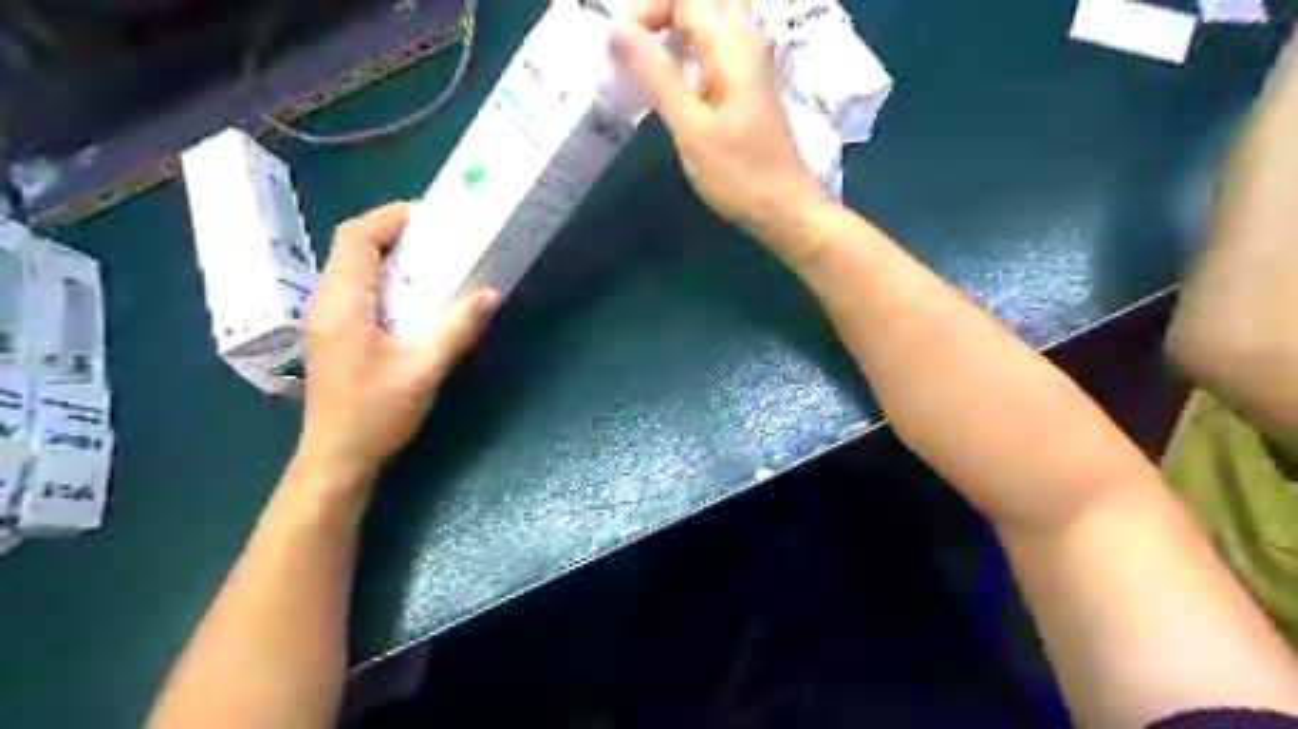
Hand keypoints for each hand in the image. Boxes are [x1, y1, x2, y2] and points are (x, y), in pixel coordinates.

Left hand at [294, 202, 497, 489]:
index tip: (432, 219)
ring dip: (391, 256)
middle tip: (441, 239)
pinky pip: (358, 289)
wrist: (337, 458)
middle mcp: (326, 303)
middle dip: (395, 233)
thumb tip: (490, 292)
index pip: (356, 238)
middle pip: (352, 247)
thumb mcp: (423, 370)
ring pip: (353, 267)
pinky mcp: (335, 333)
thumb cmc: (376, 415)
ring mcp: (327, 318)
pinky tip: (415, 297)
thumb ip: (456, 328)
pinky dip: (386, 279)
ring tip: (435, 262)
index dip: (390, 218)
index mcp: (342, 305)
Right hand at [609, 0, 819, 239]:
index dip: (647, 10)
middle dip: (658, 19)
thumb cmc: (740, 175)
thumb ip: (656, 76)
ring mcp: (747, 62)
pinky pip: (710, 50)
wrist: (785, 209)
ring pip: (703, 24)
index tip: (622, 51)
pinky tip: (668, 88)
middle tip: (632, 56)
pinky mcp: (745, 85)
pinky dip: (684, 57)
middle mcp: (744, 40)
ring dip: (669, 38)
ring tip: (642, 71)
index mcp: (731, 43)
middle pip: (695, 4)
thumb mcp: (692, 128)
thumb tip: (617, 30)